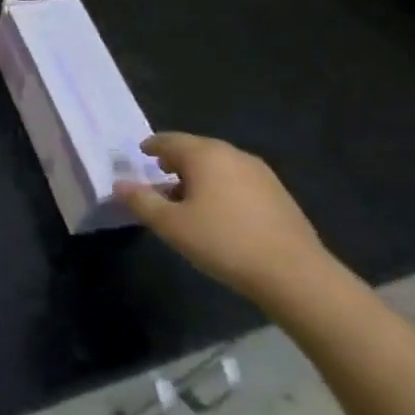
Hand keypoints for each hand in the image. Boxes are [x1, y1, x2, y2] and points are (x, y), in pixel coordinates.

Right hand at [118, 133, 337, 309]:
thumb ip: (141, 201)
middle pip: (196, 149)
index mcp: (204, 155)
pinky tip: (219, 212)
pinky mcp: (278, 194)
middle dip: (176, 160)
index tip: (142, 153)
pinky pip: (238, 180)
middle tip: (160, 174)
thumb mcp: (170, 225)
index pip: (170, 140)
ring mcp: (260, 173)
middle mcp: (232, 154)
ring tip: (187, 197)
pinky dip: (221, 186)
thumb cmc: (223, 242)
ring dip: (199, 175)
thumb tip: (119, 184)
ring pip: (219, 165)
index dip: (152, 146)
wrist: (294, 274)